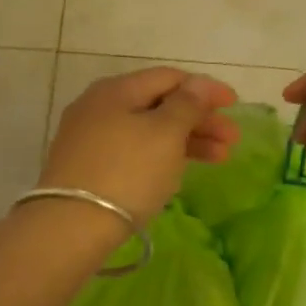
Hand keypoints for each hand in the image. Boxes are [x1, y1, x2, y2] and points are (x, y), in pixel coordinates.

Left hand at [38, 68, 238, 225]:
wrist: (70, 227)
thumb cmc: (126, 172)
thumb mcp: (165, 134)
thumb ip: (187, 105)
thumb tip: (199, 83)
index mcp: (116, 90)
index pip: (169, 77)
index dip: (205, 89)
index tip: (235, 105)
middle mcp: (99, 106)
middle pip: (159, 104)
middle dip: (200, 120)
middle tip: (232, 140)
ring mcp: (90, 138)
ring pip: (148, 130)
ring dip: (187, 140)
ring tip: (220, 159)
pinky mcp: (88, 167)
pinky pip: (134, 151)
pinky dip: (162, 155)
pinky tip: (180, 170)